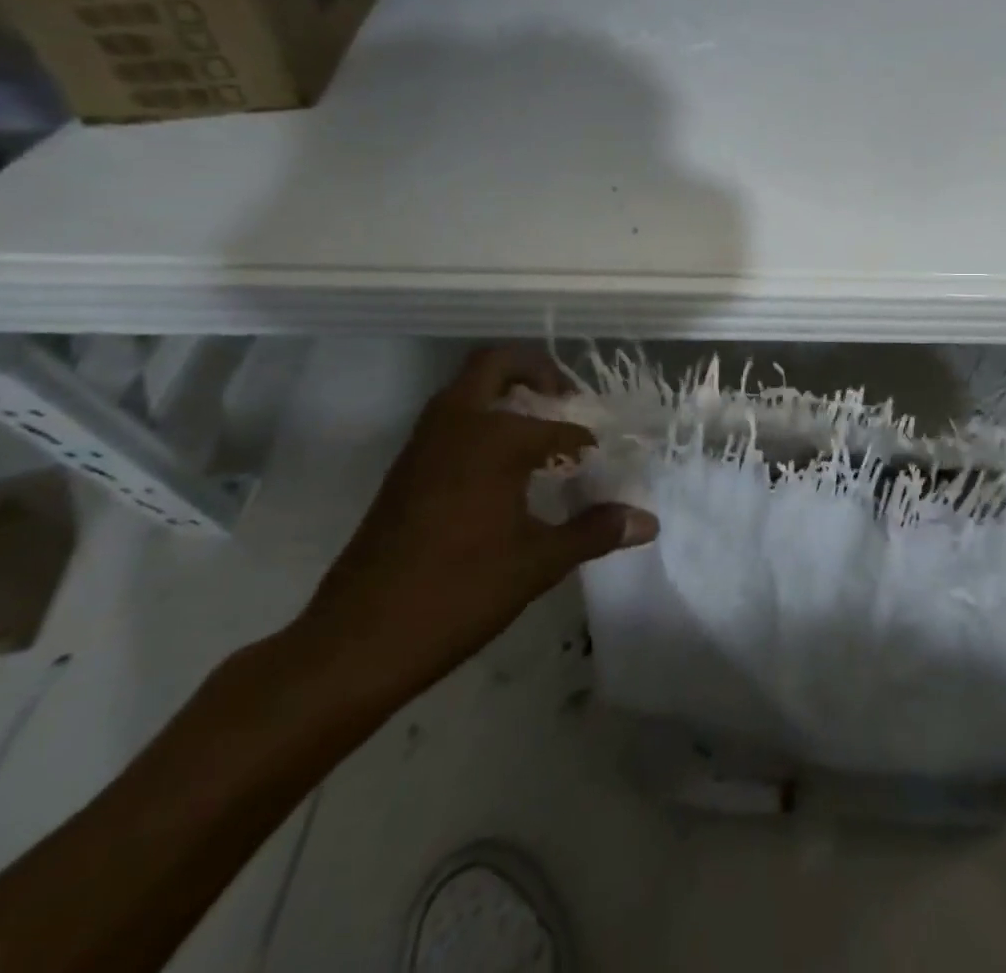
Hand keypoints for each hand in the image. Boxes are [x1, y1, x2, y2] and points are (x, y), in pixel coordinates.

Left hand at [292, 346, 657, 701]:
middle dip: (538, 371)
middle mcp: (457, 424)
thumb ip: (595, 532)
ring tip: (542, 431)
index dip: (590, 446)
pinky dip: (482, 420)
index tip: (607, 466)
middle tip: (568, 400)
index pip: (561, 429)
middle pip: (497, 363)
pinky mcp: (405, 468)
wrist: (356, 641)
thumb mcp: (538, 562)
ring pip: (467, 388)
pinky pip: (451, 419)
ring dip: (505, 393)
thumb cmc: (458, 593)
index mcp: (494, 438)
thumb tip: (649, 522)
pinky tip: (504, 468)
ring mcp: (424, 443)